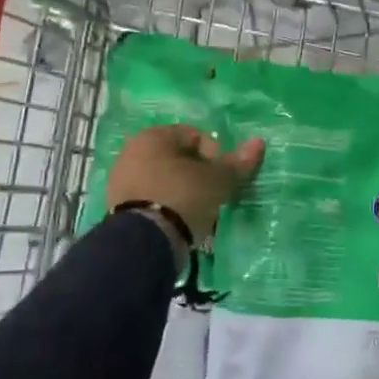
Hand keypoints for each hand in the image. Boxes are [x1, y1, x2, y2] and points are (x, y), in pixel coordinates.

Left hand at [106, 124, 264, 254]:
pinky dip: (169, 208)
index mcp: (153, 136)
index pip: (195, 135)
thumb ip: (237, 163)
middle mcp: (132, 152)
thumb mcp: (217, 181)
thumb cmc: (183, 197)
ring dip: (185, 192)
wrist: (144, 242)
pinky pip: (154, 200)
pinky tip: (180, 224)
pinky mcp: (120, 208)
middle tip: (215, 196)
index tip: (223, 178)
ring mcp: (122, 181)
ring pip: (166, 180)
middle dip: (200, 175)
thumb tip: (258, 142)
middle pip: (179, 158)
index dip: (216, 155)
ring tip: (199, 214)